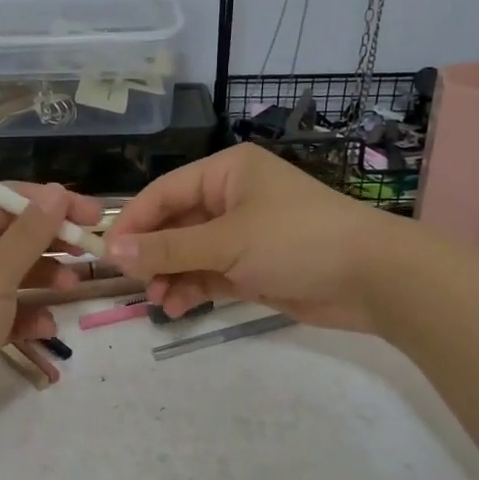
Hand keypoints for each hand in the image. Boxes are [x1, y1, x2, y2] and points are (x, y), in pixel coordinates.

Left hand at [0, 183, 104, 421]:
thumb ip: (28, 235)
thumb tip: (57, 192)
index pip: (4, 200)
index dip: (49, 203)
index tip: (92, 215)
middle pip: (9, 236)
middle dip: (50, 241)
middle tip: (91, 250)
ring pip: (10, 275)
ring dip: (43, 277)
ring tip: (71, 288)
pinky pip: (3, 312)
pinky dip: (26, 315)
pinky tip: (46, 328)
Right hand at [105, 145, 410, 331]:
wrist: (372, 278)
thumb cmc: (296, 240)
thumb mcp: (227, 241)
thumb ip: (168, 248)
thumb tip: (112, 251)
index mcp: (227, 172)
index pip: (164, 192)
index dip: (133, 221)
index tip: (106, 252)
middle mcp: (231, 198)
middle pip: (175, 224)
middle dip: (153, 253)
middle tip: (133, 282)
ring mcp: (243, 235)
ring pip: (190, 253)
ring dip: (170, 275)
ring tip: (158, 300)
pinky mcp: (253, 268)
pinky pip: (210, 275)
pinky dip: (192, 289)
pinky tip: (176, 307)